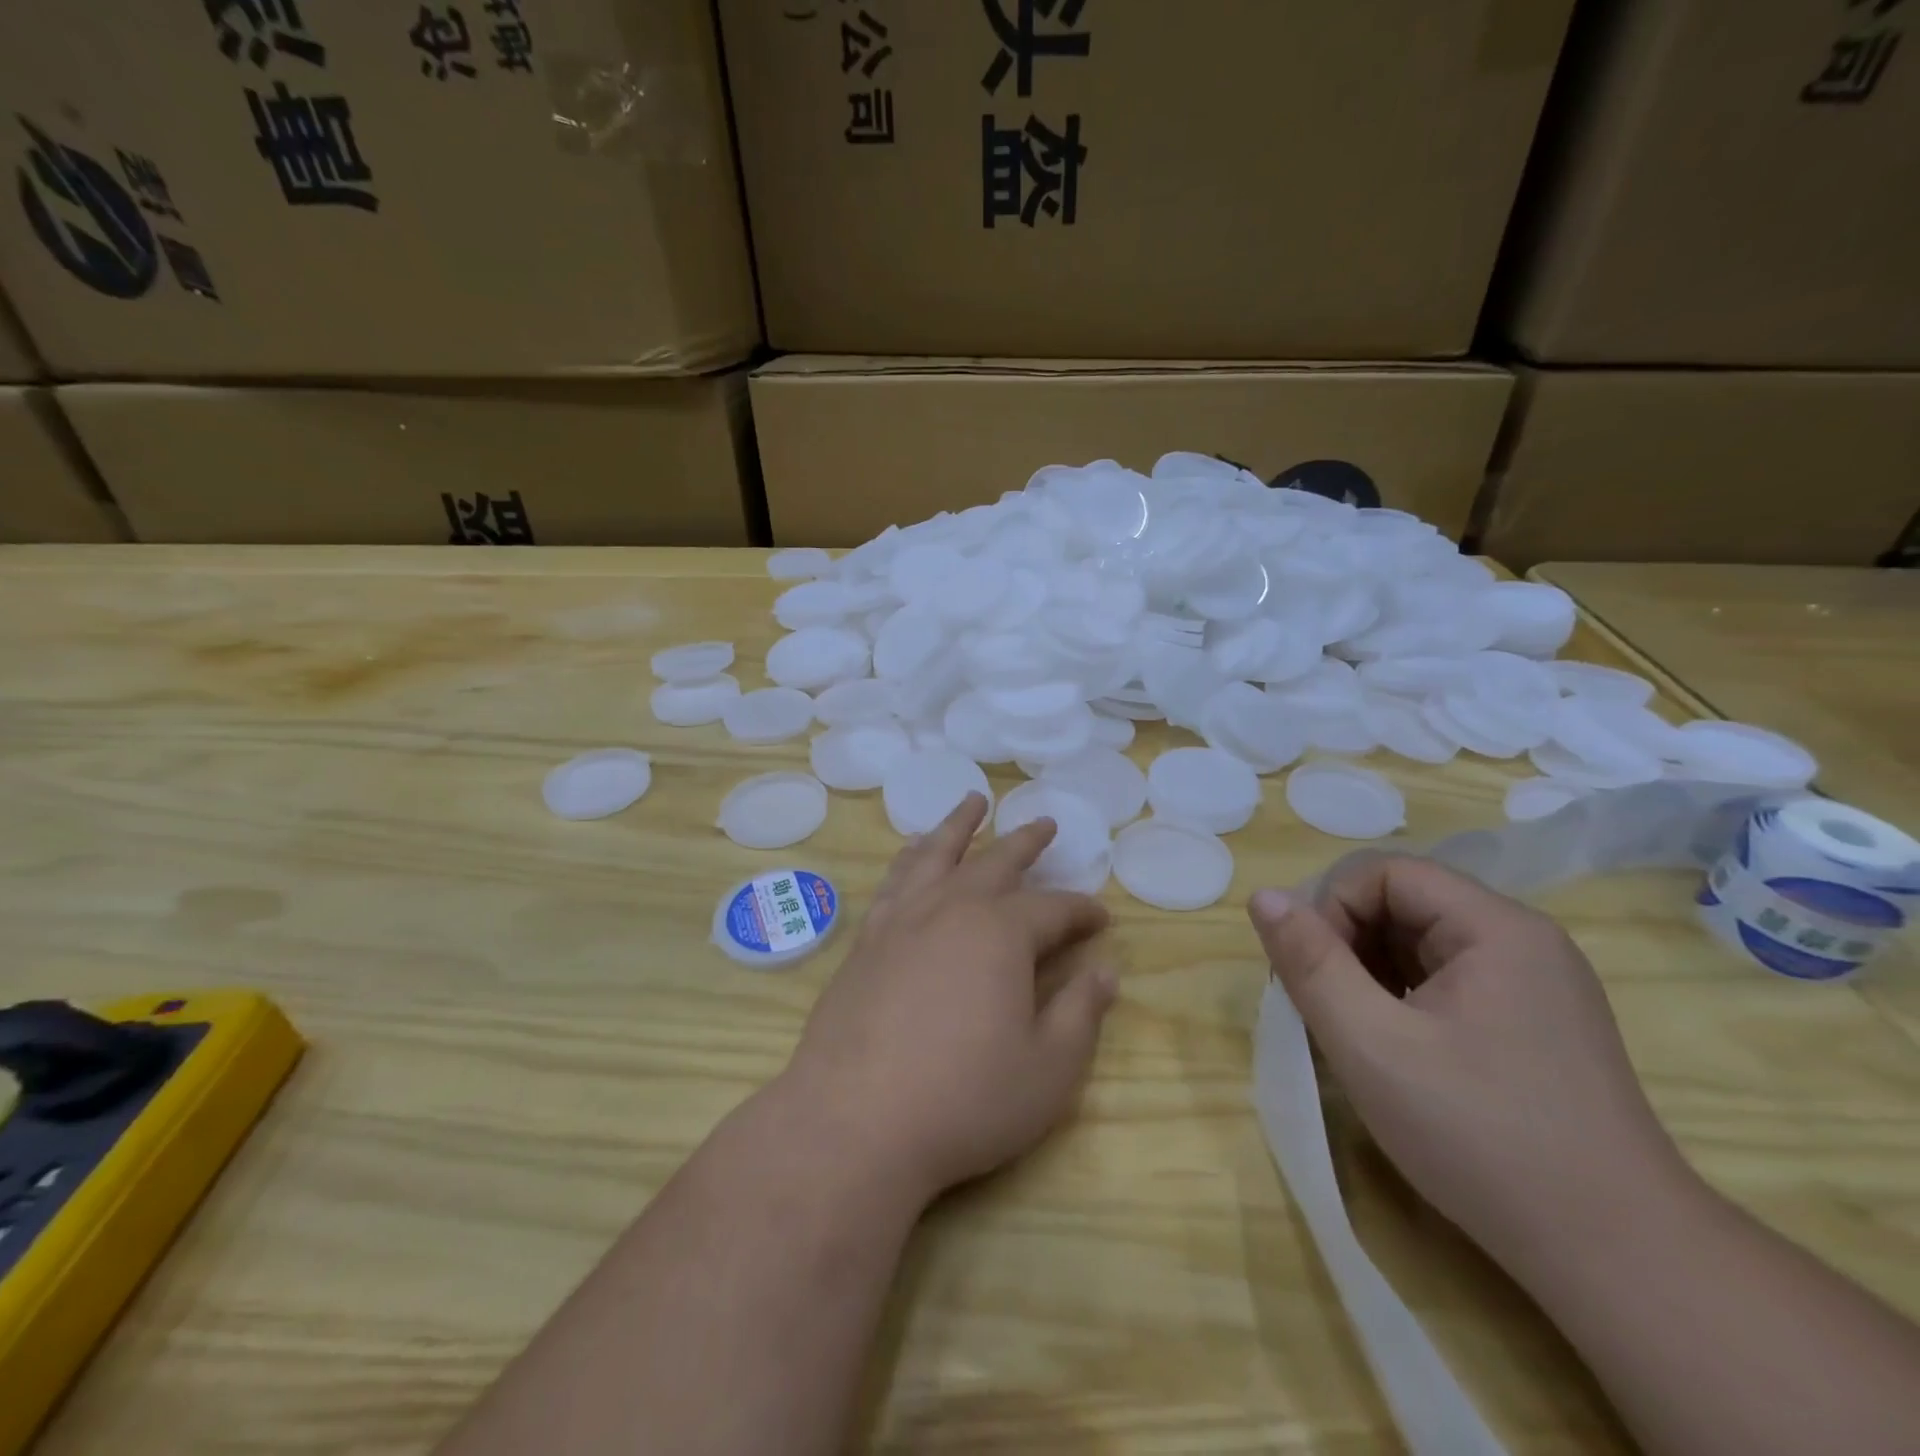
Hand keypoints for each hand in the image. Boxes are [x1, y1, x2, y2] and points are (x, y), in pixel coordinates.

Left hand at [782, 793, 1117, 1207]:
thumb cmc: (965, 1099)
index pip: (1054, 909)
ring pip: (937, 854)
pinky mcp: (867, 940)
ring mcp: (902, 920)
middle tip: (1044, 824)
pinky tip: (912, 852)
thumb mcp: (1048, 1069)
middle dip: (1026, 842)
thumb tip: (1107, 971)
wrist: (855, 1121)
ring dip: (959, 825)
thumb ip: (1081, 1014)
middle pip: (996, 862)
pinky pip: (895, 880)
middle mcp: (952, 909)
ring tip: (973, 801)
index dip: (1082, 911)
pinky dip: (911, 857)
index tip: (1101, 918)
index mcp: (1002, 933)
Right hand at [1248, 855, 1692, 1274]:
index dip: (1332, 910)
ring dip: (1372, 975)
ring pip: (1423, 945)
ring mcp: (1537, 985)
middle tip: (1324, 1008)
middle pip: (1405, 904)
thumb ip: (1310, 962)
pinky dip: (1405, 1000)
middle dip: (1348, 945)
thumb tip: (1263, 897)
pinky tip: (1397, 1052)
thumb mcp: (1370, 1043)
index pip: (1385, 873)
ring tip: (1356, 1034)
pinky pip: (1450, 982)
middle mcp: (1523, 941)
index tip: (1311, 975)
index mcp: (1495, 928)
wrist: (1617, 1259)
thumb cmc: (1480, 1135)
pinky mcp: (1538, 1025)